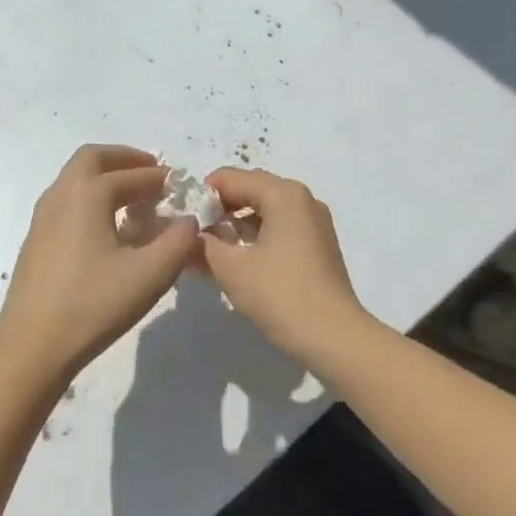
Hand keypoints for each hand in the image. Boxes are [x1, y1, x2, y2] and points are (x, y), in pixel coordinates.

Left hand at [0, 146, 198, 380]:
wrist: (33, 346)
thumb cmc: (94, 304)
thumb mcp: (150, 274)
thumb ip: (178, 241)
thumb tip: (188, 221)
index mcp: (87, 194)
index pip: (131, 174)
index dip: (159, 177)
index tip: (179, 184)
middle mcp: (60, 195)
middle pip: (92, 159)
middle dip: (124, 160)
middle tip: (151, 173)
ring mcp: (42, 218)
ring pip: (74, 181)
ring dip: (105, 179)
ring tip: (133, 200)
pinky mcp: (35, 241)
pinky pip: (66, 203)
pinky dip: (89, 199)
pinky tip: (106, 229)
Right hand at [195, 167, 377, 364]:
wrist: (334, 337)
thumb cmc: (280, 294)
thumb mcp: (231, 268)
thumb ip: (204, 244)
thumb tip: (191, 235)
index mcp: (283, 194)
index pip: (232, 178)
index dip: (203, 194)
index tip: (181, 217)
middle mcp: (302, 199)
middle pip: (251, 189)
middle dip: (220, 207)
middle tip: (193, 231)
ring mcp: (314, 223)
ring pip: (266, 210)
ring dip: (237, 223)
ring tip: (210, 247)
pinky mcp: (318, 246)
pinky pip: (280, 227)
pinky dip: (256, 236)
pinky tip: (238, 259)